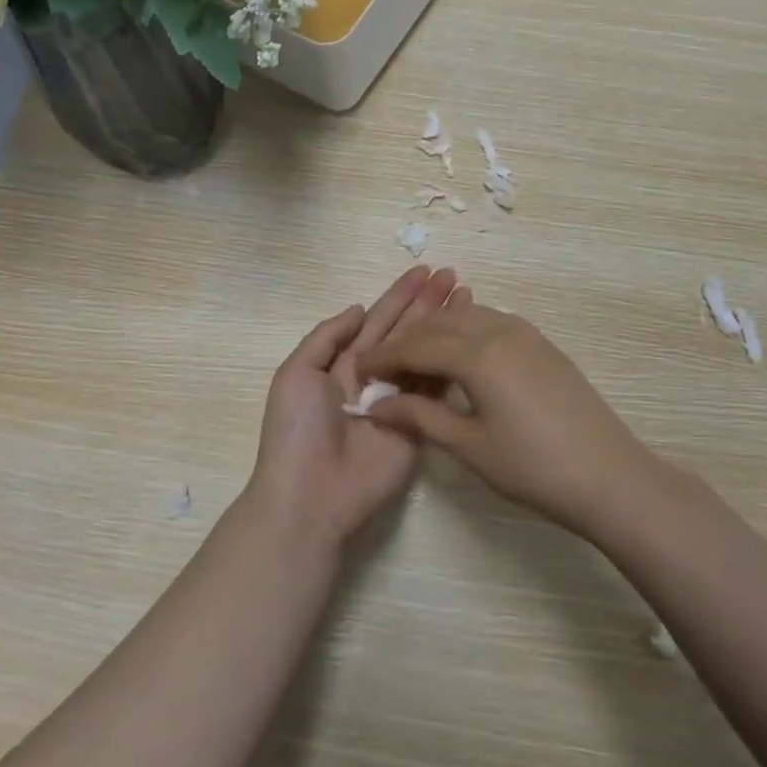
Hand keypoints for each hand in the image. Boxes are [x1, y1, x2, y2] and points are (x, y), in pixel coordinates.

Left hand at [246, 265, 461, 547]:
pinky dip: (452, 364)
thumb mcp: (296, 374)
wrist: (311, 495)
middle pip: (406, 332)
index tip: (424, 271)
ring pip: (426, 356)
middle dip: (427, 303)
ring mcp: (398, 401)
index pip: (377, 320)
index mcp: (343, 363)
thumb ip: (327, 337)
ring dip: (445, 327)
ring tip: (468, 296)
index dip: (399, 296)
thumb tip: (358, 308)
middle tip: (452, 275)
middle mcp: (374, 377)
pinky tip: (470, 342)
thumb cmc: (297, 431)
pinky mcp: (418, 426)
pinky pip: (435, 390)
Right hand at [357, 301, 654, 534]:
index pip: (415, 346)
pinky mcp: (541, 343)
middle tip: (382, 368)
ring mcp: (525, 333)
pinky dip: (463, 330)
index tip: (358, 372)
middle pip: (438, 324)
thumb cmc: (533, 467)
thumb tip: (377, 406)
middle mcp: (498, 330)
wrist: (608, 474)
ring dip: (434, 331)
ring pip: (466, 316)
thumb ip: (420, 417)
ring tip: (414, 359)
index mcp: (477, 354)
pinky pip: (490, 322)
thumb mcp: (469, 446)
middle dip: (405, 341)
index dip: (383, 358)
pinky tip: (457, 353)